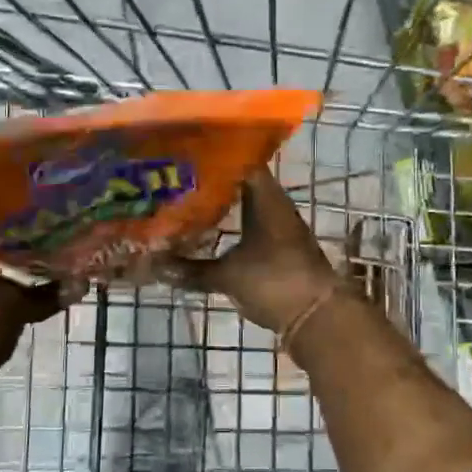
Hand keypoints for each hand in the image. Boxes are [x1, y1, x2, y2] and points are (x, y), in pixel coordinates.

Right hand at [161, 170, 341, 332]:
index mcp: (266, 198)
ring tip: (186, 203)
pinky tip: (209, 234)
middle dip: (211, 182)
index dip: (214, 155)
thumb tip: (154, 266)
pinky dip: (232, 227)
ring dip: (222, 206)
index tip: (186, 154)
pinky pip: (252, 227)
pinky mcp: (280, 248)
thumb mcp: (228, 276)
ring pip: (246, 206)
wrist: (317, 317)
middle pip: (241, 184)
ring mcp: (280, 227)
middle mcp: (275, 206)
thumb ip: (191, 270)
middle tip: (177, 180)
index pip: (241, 161)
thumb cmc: (275, 282)